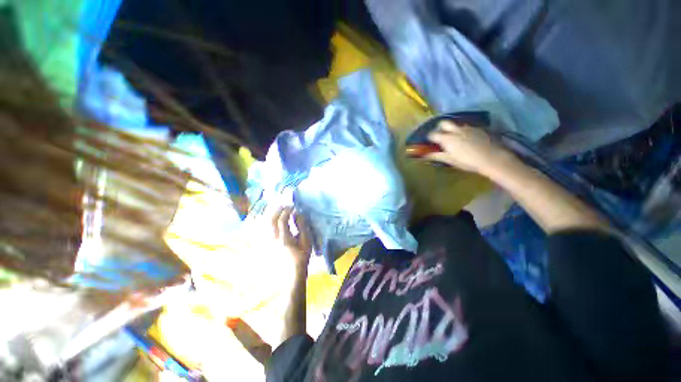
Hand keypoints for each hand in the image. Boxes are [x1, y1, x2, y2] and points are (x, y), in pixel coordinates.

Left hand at [271, 207, 311, 267]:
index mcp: (284, 238)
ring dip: (272, 214)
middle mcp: (273, 239)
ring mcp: (268, 241)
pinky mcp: (267, 243)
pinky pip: (265, 229)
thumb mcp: (306, 241)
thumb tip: (298, 214)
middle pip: (271, 220)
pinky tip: (274, 219)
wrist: (291, 273)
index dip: (287, 211)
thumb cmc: (301, 257)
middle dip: (277, 210)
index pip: (282, 220)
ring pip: (266, 224)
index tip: (293, 207)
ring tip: (279, 210)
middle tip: (285, 205)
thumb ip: (302, 227)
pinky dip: (269, 221)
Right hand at [425, 121, 514, 175]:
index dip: (430, 137)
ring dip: (452, 129)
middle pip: (443, 123)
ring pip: (456, 125)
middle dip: (439, 127)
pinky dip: (463, 131)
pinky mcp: (478, 128)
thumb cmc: (467, 161)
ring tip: (454, 138)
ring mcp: (468, 128)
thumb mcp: (450, 160)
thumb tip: (425, 155)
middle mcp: (455, 130)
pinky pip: (467, 127)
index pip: (433, 134)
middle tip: (440, 135)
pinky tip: (467, 139)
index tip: (430, 142)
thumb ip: (437, 156)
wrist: (492, 158)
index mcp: (446, 138)